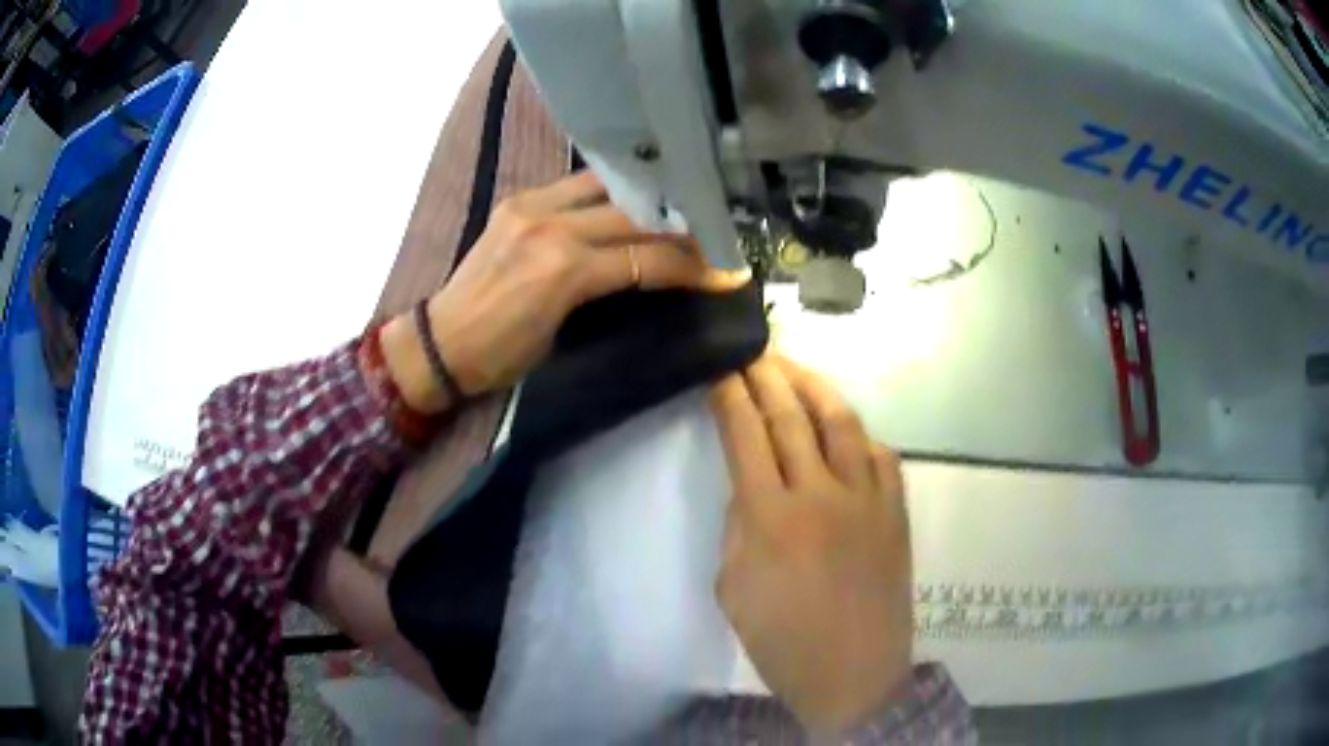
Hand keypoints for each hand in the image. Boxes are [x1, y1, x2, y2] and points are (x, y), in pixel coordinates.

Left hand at [382, 172, 734, 411]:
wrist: (440, 341)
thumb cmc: (500, 356)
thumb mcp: (560, 334)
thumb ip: (601, 293)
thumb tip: (642, 273)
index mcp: (564, 270)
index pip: (646, 258)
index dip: (693, 267)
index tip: (728, 272)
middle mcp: (551, 226)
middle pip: (634, 214)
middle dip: (679, 225)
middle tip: (711, 231)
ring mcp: (531, 206)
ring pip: (607, 186)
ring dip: (645, 196)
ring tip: (675, 204)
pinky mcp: (517, 201)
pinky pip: (575, 186)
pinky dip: (607, 192)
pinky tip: (628, 197)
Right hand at [709, 354, 913, 730]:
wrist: (854, 675)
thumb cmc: (783, 643)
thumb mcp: (733, 589)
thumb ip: (738, 527)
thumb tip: (751, 487)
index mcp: (771, 518)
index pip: (746, 435)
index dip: (730, 396)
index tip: (720, 370)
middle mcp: (822, 494)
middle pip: (791, 417)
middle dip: (767, 376)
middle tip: (752, 351)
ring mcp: (868, 499)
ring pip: (841, 422)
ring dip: (814, 388)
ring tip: (793, 368)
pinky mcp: (896, 511)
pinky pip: (880, 455)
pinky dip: (857, 433)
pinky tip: (842, 427)